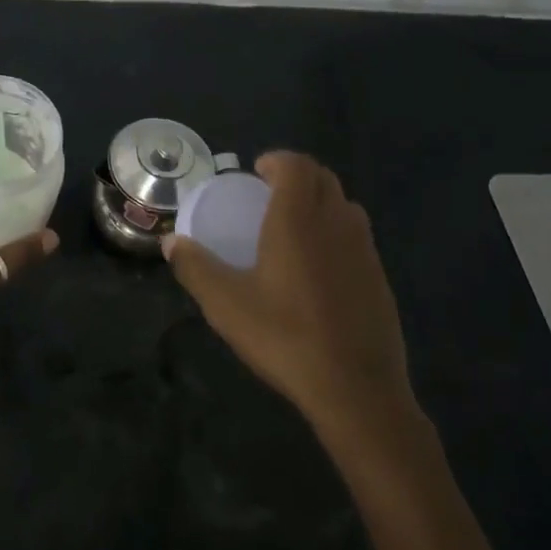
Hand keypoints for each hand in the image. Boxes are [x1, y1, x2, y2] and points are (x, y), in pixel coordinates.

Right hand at [164, 151, 417, 445]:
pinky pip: (357, 236)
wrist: (356, 389)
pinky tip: (318, 268)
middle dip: (297, 176)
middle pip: (323, 177)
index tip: (256, 173)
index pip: (296, 164)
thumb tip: (170, 242)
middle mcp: (336, 222)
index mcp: (299, 218)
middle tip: (269, 195)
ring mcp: (365, 249)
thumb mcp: (226, 304)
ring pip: (344, 205)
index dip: (277, 160)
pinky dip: (336, 231)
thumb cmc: (285, 336)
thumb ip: (195, 267)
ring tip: (293, 227)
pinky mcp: (380, 277)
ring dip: (320, 201)